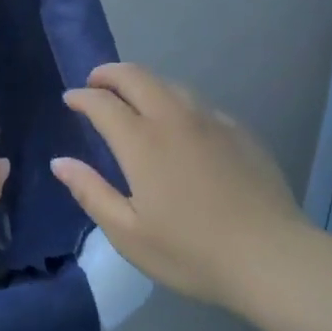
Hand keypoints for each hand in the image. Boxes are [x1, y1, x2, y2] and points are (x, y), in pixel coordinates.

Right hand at [53, 63, 304, 310]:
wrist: (271, 256)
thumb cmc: (191, 252)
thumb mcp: (128, 234)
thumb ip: (91, 192)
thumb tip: (60, 162)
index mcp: (142, 142)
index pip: (103, 103)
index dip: (82, 97)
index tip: (70, 99)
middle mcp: (174, 118)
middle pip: (136, 76)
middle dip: (109, 73)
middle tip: (95, 82)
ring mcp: (211, 121)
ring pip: (170, 84)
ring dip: (143, 83)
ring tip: (132, 98)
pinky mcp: (239, 131)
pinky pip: (198, 103)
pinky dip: (176, 101)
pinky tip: (179, 123)